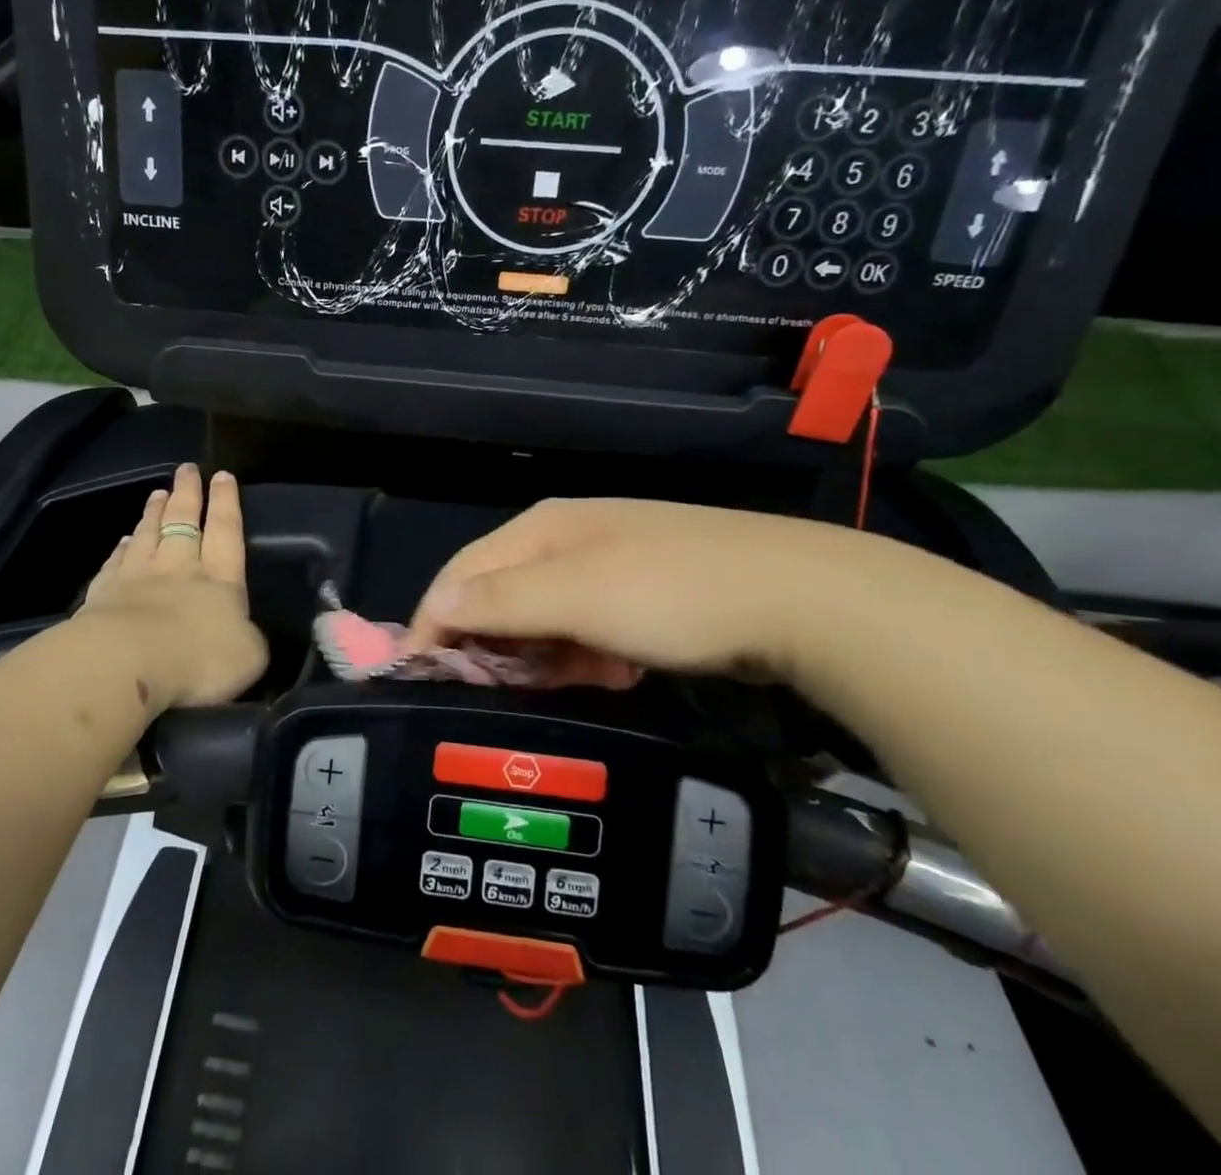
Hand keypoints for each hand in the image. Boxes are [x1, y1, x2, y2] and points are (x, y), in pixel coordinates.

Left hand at [73, 463, 268, 712]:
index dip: (226, 503)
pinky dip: (122, 548)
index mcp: (220, 580)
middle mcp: (179, 569)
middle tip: (186, 469)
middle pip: (183, 522)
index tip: (222, 475)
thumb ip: (249, 639)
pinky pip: (116, 562)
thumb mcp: (248, 656)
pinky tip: (124, 539)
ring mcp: (137, 578)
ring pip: (148, 535)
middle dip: (187, 494)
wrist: (126, 666)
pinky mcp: (103, 595)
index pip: (226, 532)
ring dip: (153, 513)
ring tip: (157, 493)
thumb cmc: (197, 660)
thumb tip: (245, 633)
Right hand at [405, 497, 858, 686]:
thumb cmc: (670, 593)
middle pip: (501, 594)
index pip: (462, 573)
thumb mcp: (575, 597)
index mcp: (542, 527)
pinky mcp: (642, 592)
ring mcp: (608, 564)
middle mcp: (567, 538)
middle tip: (500, 693)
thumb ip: (498, 602)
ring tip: (570, 682)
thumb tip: (433, 610)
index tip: (422, 678)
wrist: (798, 598)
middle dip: (494, 644)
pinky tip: (611, 671)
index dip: (435, 622)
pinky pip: (587, 627)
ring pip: (545, 616)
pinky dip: (586, 654)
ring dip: (544, 654)